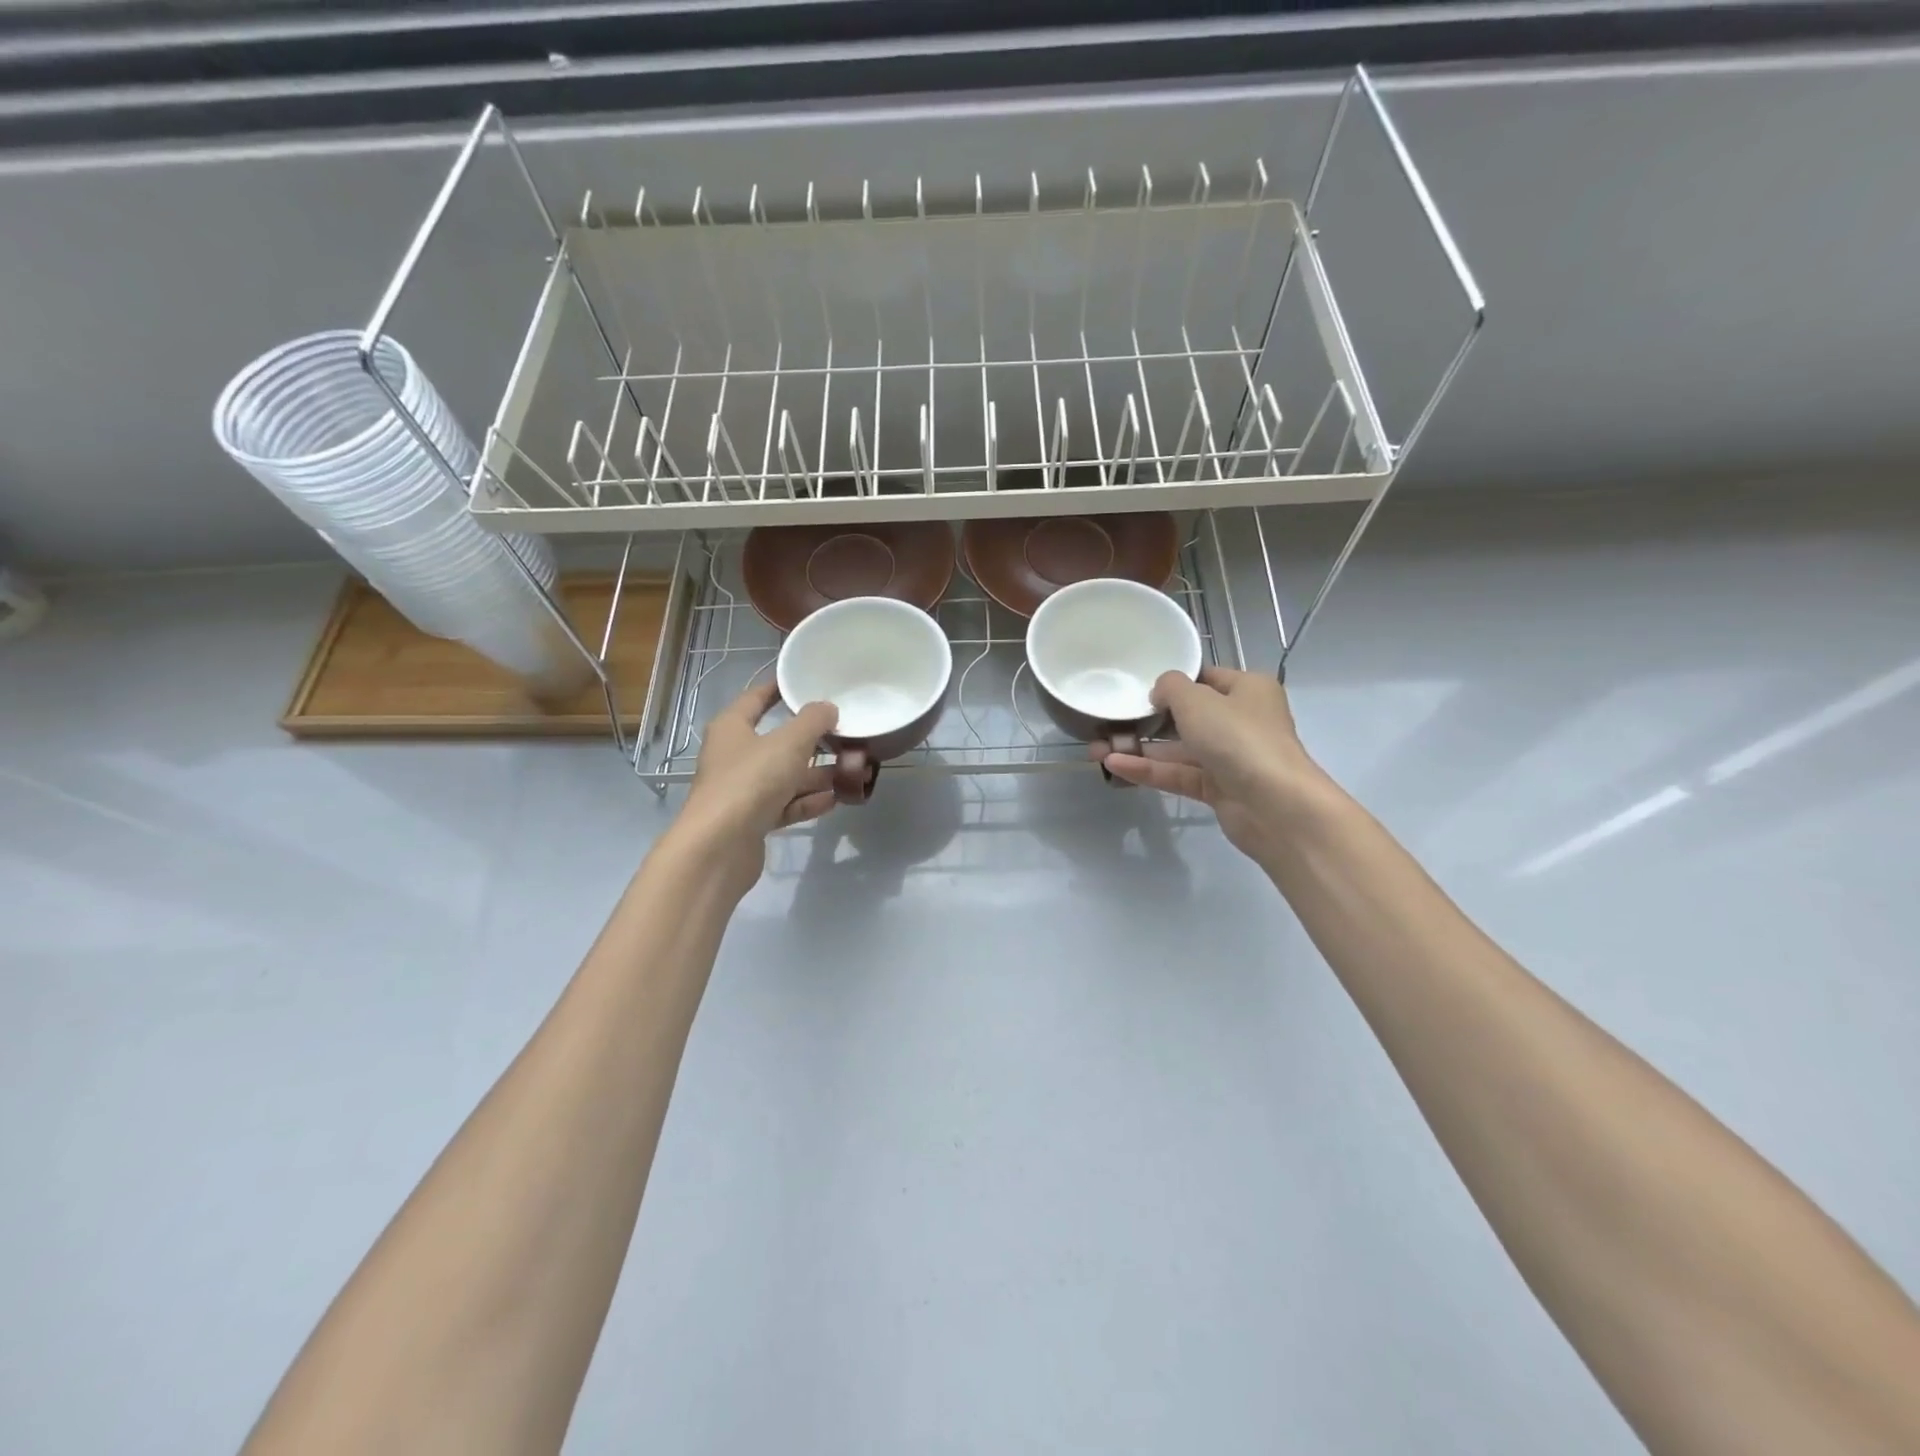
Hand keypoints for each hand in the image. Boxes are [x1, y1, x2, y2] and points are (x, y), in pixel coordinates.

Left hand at [671, 682, 838, 896]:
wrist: (719, 848)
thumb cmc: (750, 781)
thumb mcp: (788, 743)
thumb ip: (813, 722)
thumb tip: (828, 708)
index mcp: (732, 728)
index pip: (757, 698)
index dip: (780, 688)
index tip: (806, 682)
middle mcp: (735, 756)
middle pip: (778, 742)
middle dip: (814, 741)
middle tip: (847, 736)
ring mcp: (743, 790)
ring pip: (786, 776)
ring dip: (818, 775)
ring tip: (855, 772)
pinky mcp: (753, 820)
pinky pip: (786, 804)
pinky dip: (808, 801)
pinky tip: (836, 799)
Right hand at [1095, 666, 1325, 865]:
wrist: (1275, 806)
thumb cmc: (1239, 738)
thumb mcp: (1198, 700)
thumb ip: (1170, 687)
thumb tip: (1160, 692)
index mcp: (1247, 689)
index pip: (1205, 678)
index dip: (1172, 681)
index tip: (1137, 686)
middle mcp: (1241, 720)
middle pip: (1187, 716)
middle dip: (1146, 720)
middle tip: (1109, 721)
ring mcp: (1230, 757)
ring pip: (1178, 750)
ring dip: (1140, 749)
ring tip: (1098, 749)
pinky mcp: (1219, 789)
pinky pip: (1178, 774)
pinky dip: (1149, 770)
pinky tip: (1114, 767)